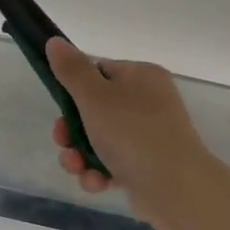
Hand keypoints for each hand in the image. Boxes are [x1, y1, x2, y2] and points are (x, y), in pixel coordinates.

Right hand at [45, 38, 218, 229]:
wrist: (175, 188)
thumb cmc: (132, 132)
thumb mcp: (94, 96)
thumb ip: (72, 70)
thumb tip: (55, 42)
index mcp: (142, 76)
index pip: (100, 72)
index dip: (76, 90)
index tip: (61, 107)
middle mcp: (149, 102)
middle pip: (95, 109)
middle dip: (72, 130)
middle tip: (62, 142)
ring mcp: (149, 136)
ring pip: (100, 140)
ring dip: (80, 155)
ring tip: (77, 168)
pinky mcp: (147, 167)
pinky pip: (113, 164)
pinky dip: (100, 173)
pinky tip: (97, 183)